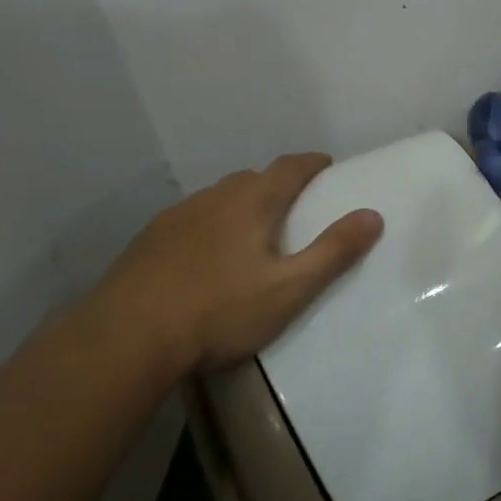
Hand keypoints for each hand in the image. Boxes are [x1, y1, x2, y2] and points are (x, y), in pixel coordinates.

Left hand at [79, 153, 383, 378]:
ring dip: (241, 207)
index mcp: (251, 202)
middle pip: (253, 179)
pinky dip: (210, 228)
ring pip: (219, 200)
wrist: (128, 336)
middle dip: (278, 186)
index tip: (327, 167)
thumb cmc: (219, 310)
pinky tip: (206, 259)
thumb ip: (333, 252)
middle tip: (296, 210)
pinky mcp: (149, 239)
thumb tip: (373, 215)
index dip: (312, 164)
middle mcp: (213, 197)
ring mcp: (176, 216)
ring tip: (252, 236)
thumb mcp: (289, 289)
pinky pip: (192, 221)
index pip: (290, 167)